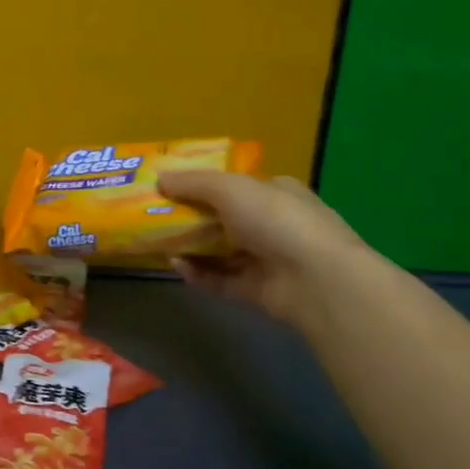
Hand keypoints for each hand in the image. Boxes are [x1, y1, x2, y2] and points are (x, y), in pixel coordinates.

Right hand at [155, 170, 374, 332]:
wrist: (316, 280)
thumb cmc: (276, 220)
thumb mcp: (231, 188)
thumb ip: (193, 183)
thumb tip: (159, 178)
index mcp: (274, 192)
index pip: (234, 185)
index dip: (201, 185)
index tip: (168, 188)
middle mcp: (272, 223)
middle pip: (222, 219)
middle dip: (189, 218)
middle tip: (153, 217)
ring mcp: (266, 259)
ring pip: (218, 251)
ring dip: (189, 247)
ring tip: (159, 243)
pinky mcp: (256, 290)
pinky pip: (219, 279)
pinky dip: (198, 273)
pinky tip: (177, 266)